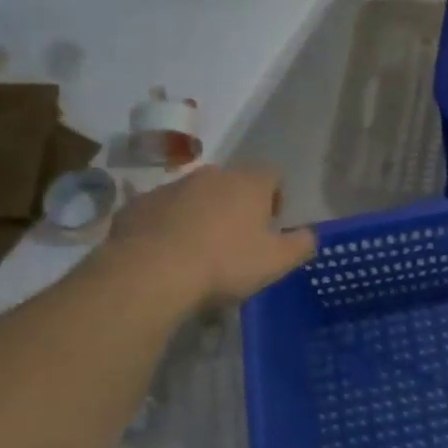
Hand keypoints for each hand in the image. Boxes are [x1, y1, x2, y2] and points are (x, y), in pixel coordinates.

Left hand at [104, 166, 315, 305]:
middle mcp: (210, 175)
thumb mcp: (278, 261)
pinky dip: (170, 226)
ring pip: (196, 195)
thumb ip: (302, 244)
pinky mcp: (137, 205)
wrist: (150, 272)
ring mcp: (170, 187)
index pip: (273, 175)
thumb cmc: (226, 263)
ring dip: (203, 214)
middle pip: (232, 183)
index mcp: (248, 183)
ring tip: (201, 249)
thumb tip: (310, 234)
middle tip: (238, 239)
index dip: (276, 197)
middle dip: (238, 205)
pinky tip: (170, 254)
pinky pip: (163, 212)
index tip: (271, 224)